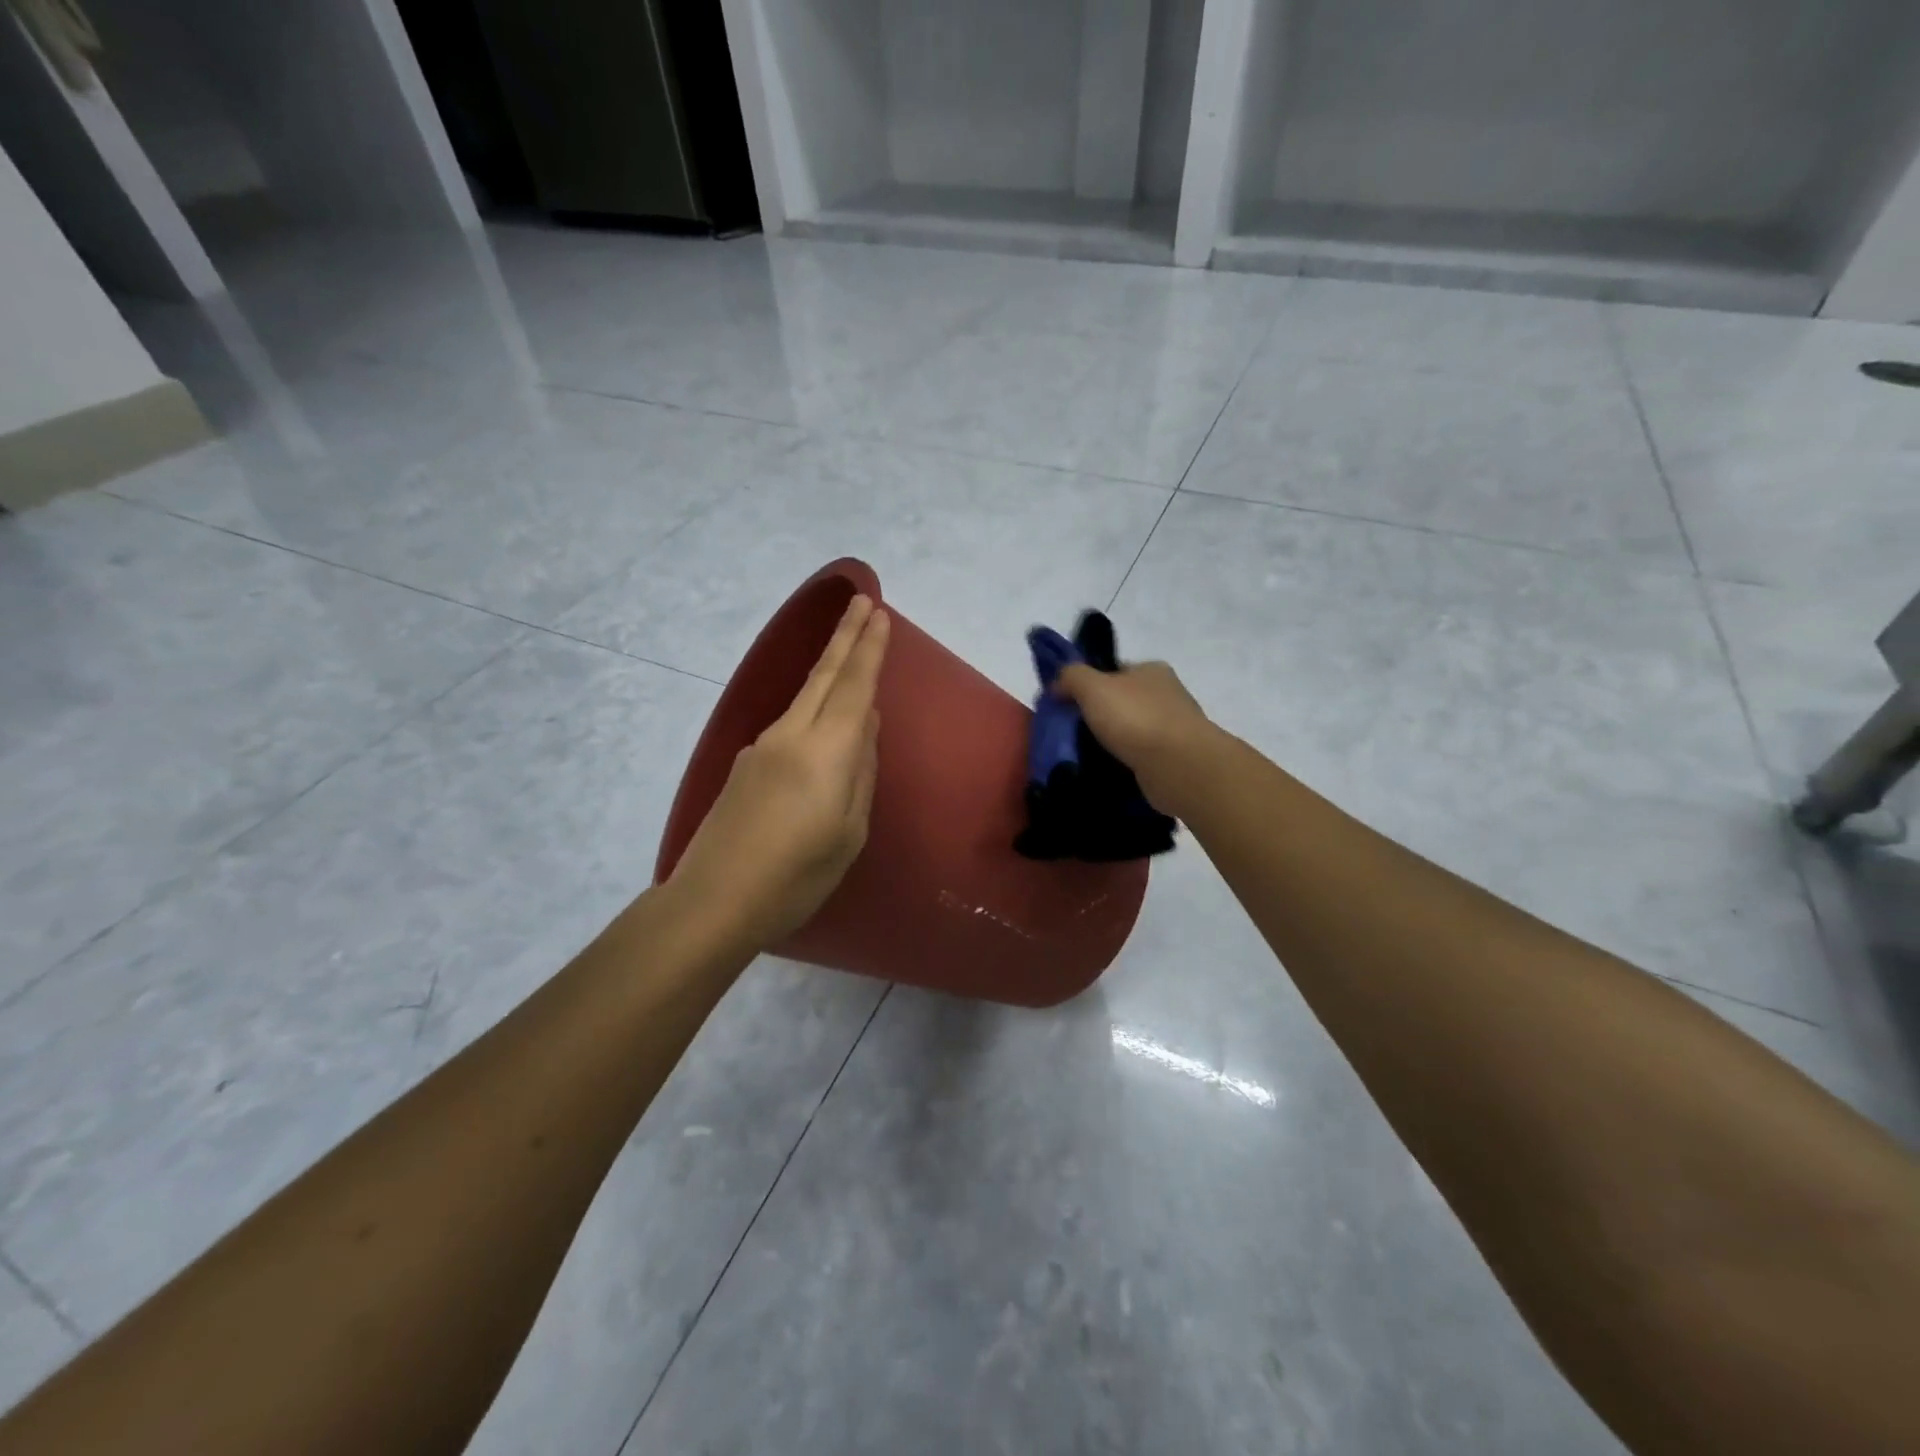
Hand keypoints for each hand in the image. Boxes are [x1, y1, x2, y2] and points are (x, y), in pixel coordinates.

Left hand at [668, 596, 889, 952]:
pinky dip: (814, 707)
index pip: (853, 686)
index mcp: (824, 751)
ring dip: (829, 666)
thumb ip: (860, 771)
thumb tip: (863, 724)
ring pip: (804, 696)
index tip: (879, 613)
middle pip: (823, 676)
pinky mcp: (746, 766)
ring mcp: (762, 748)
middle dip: (846, 637)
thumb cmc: (796, 876)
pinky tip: (824, 722)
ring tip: (850, 647)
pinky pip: (791, 724)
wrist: (713, 901)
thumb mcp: (849, 831)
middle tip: (863, 603)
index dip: (868, 649)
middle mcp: (790, 736)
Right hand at [1056, 659, 1212, 807]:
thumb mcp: (1092, 686)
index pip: (1114, 671)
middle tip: (1071, 733)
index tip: (1067, 705)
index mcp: (1152, 670)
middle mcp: (1167, 694)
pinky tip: (1108, 772)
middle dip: (1099, 716)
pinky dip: (1125, 762)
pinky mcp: (1175, 759)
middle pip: (1123, 701)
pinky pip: (1141, 757)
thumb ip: (1071, 677)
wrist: (1178, 766)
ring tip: (1085, 757)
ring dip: (1112, 742)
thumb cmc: (1135, 718)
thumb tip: (1058, 684)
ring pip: (1132, 731)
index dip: (1088, 684)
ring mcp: (1174, 728)